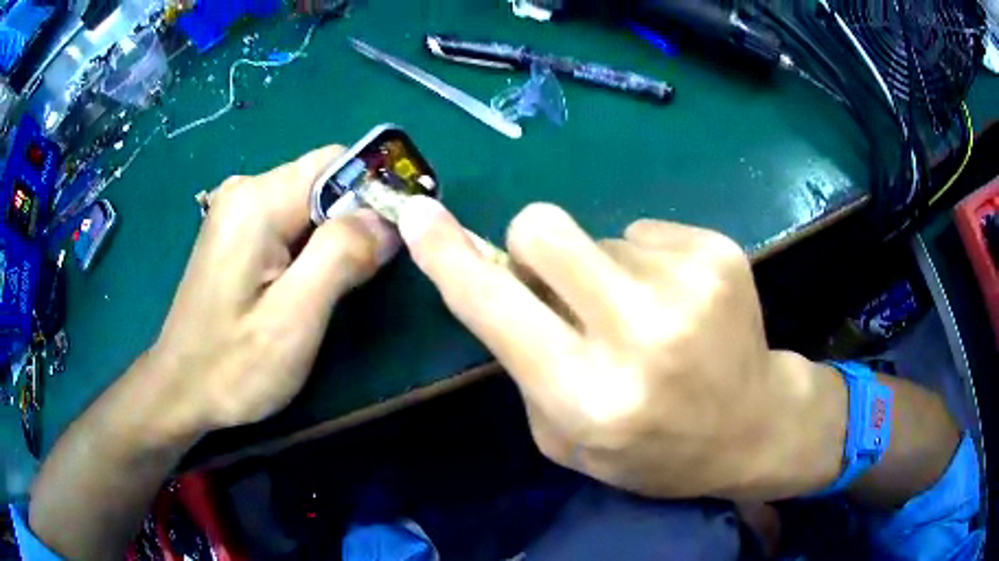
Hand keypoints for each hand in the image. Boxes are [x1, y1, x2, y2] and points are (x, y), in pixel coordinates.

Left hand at [149, 146, 398, 436]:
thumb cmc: (232, 367)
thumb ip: (341, 257)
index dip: (375, 191)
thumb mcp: (293, 319)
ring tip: (332, 289)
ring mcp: (237, 210)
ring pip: (310, 203)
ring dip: (334, 238)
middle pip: (324, 181)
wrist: (182, 390)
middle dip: (354, 220)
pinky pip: (290, 221)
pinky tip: (305, 286)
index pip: (337, 163)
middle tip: (364, 277)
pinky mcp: (236, 232)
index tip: (394, 239)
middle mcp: (245, 190)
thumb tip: (388, 220)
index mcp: (257, 201)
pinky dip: (312, 246)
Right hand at [399, 197, 843, 500]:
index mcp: (588, 395)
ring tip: (647, 317)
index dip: (447, 256)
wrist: (752, 426)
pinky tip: (681, 304)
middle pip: (541, 227)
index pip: (493, 307)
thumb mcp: (567, 437)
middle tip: (563, 285)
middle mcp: (638, 333)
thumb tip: (498, 278)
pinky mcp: (720, 252)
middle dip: (534, 247)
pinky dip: (648, 263)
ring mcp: (688, 284)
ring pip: (599, 235)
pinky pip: (646, 233)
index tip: (417, 214)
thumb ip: (523, 361)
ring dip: (604, 270)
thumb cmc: (653, 448)